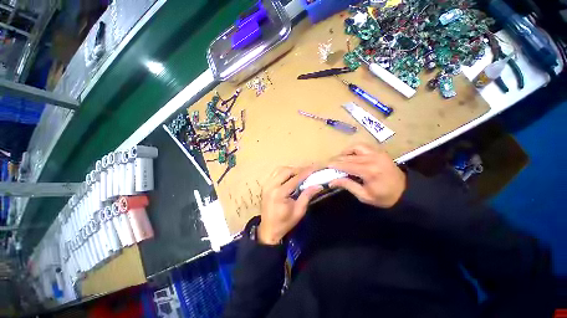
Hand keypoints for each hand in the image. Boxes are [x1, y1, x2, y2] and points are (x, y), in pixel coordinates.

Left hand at [258, 166, 321, 244]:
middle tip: (308, 172)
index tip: (314, 168)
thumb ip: (307, 195)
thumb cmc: (285, 223)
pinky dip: (283, 172)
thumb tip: (318, 185)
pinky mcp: (265, 186)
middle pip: (286, 171)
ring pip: (279, 169)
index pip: (295, 178)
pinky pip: (274, 173)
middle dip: (298, 169)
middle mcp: (271, 186)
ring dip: (290, 169)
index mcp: (279, 193)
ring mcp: (266, 185)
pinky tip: (289, 176)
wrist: (269, 230)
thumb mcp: (299, 211)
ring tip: (300, 174)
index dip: (306, 172)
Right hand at [328, 144, 405, 207]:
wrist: (406, 192)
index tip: (326, 166)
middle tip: (330, 164)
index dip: (335, 165)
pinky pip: (363, 146)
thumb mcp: (364, 196)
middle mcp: (372, 159)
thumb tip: (332, 181)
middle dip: (337, 160)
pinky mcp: (379, 151)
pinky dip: (354, 149)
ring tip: (340, 159)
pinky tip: (351, 155)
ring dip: (345, 152)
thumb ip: (347, 185)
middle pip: (348, 157)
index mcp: (369, 171)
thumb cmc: (384, 197)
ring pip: (355, 148)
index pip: (346, 165)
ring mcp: (377, 153)